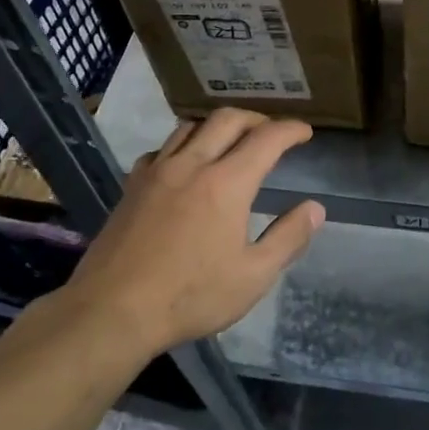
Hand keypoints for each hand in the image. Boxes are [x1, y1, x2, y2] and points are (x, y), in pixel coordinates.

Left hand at [60, 110, 324, 356]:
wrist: (112, 311)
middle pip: (227, 119)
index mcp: (227, 183)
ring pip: (190, 126)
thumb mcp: (253, 277)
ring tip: (230, 141)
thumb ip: (288, 238)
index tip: (304, 133)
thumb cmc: (190, 296)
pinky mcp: (132, 185)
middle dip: (256, 118)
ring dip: (217, 125)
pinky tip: (183, 165)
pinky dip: (181, 146)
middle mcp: (192, 165)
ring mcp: (157, 172)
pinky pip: (160, 149)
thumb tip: (315, 208)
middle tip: (271, 132)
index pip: (267, 139)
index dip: (290, 130)